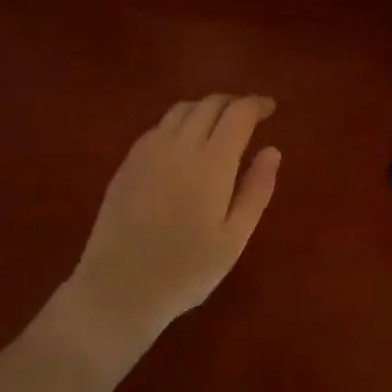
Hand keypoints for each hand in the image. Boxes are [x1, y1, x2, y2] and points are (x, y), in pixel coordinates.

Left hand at [63, 95, 280, 352]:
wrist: (118, 289)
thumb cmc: (186, 271)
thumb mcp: (234, 239)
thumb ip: (256, 190)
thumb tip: (272, 151)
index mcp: (211, 163)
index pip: (238, 114)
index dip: (257, 105)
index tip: (271, 108)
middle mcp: (179, 146)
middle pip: (209, 104)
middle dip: (234, 103)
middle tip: (250, 115)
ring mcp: (148, 151)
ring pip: (182, 109)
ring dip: (206, 108)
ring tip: (220, 124)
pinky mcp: (128, 162)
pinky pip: (159, 126)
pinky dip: (181, 122)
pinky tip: (186, 143)